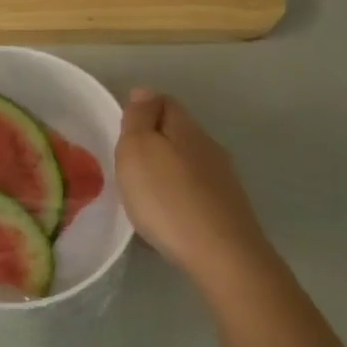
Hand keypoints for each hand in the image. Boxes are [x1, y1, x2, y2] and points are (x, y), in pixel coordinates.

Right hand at [115, 88, 270, 288]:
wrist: (221, 254)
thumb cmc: (168, 198)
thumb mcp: (138, 150)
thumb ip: (139, 119)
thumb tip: (144, 92)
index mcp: (186, 128)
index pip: (163, 101)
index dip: (141, 108)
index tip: (120, 129)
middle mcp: (209, 147)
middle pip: (177, 131)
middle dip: (152, 140)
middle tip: (125, 162)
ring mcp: (222, 179)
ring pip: (187, 162)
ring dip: (165, 170)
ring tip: (142, 190)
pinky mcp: (226, 209)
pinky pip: (194, 190)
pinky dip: (176, 195)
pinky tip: (165, 214)